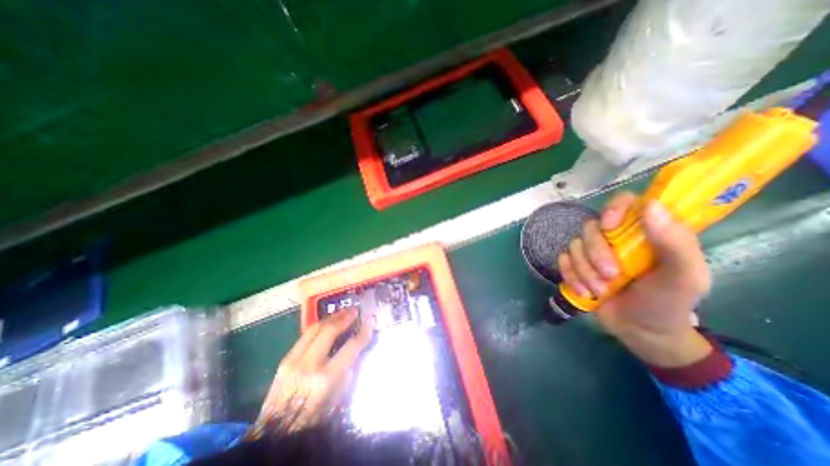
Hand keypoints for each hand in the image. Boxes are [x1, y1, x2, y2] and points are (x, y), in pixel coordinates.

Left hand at [250, 307, 371, 434]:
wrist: (275, 434)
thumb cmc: (312, 420)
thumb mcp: (337, 400)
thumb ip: (346, 372)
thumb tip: (353, 350)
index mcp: (325, 379)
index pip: (350, 347)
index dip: (363, 331)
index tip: (371, 319)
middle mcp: (309, 365)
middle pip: (330, 330)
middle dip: (345, 317)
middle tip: (354, 310)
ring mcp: (293, 361)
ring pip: (315, 328)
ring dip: (331, 317)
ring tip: (342, 312)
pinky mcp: (284, 360)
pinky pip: (305, 336)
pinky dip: (319, 326)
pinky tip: (326, 323)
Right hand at [560, 192, 715, 366]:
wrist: (640, 331)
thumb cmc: (668, 303)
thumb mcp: (684, 277)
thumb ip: (675, 242)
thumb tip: (650, 205)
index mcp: (644, 232)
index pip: (624, 202)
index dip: (613, 208)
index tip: (610, 226)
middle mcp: (615, 237)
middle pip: (591, 227)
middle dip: (596, 253)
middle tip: (612, 276)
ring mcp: (592, 251)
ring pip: (573, 246)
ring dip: (584, 270)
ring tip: (600, 290)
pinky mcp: (576, 265)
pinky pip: (562, 261)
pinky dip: (571, 276)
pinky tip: (585, 292)